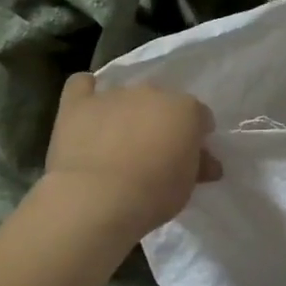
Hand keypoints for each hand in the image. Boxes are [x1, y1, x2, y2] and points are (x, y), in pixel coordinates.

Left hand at [41, 73, 221, 239]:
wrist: (97, 199)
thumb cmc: (154, 195)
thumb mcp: (188, 186)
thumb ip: (198, 166)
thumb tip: (208, 164)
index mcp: (186, 109)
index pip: (200, 116)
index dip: (197, 135)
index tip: (192, 156)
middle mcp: (152, 93)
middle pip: (163, 103)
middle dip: (162, 122)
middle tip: (156, 152)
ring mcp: (113, 96)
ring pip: (126, 96)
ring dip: (128, 112)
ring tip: (120, 140)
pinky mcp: (78, 104)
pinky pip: (81, 85)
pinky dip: (87, 93)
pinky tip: (89, 107)